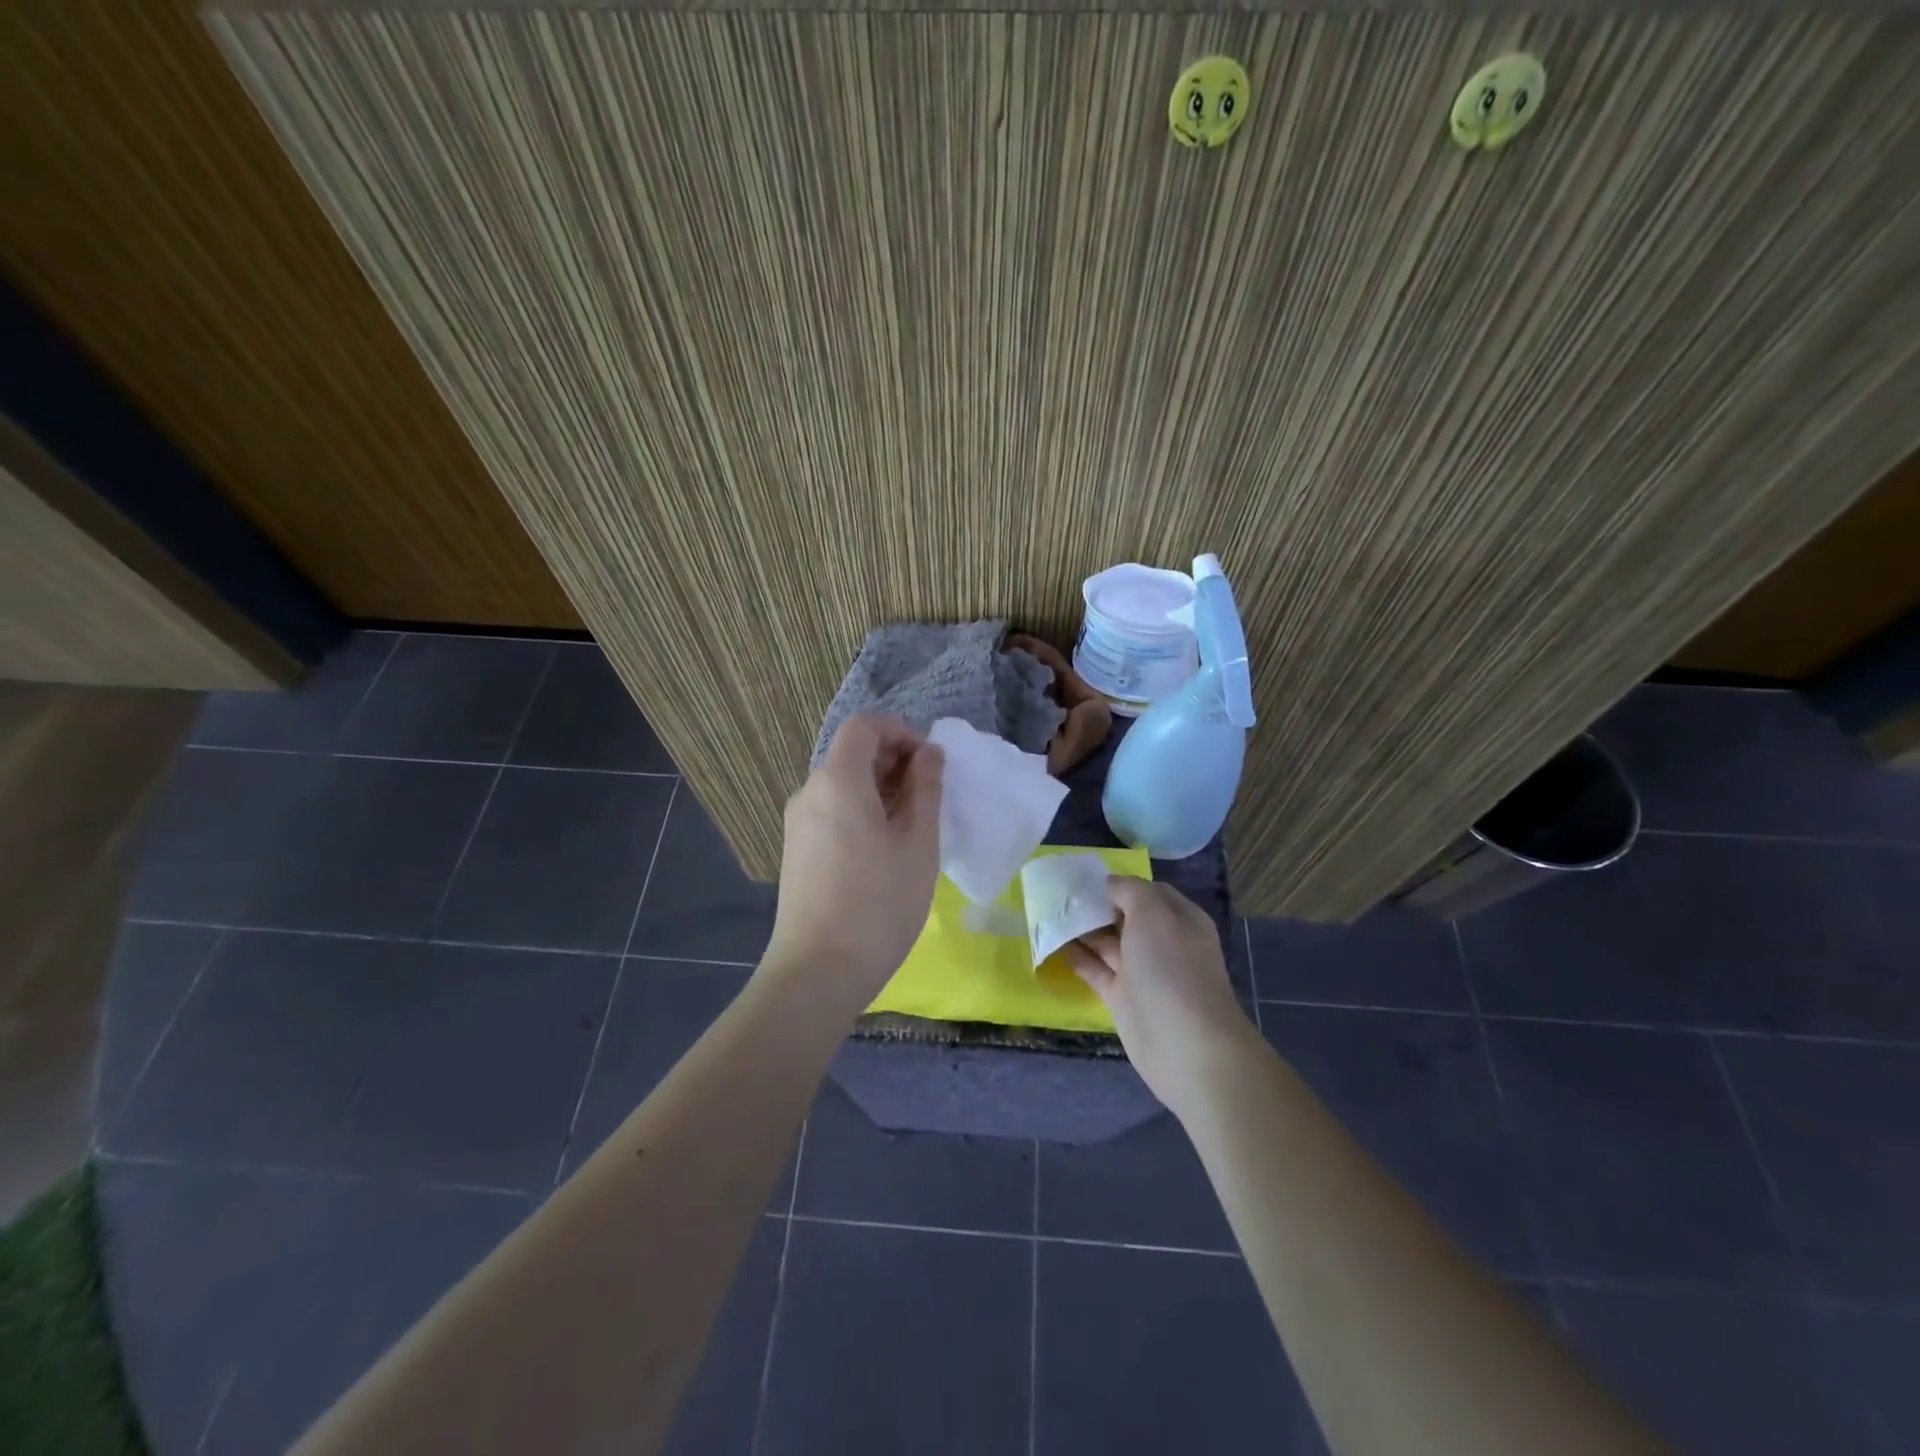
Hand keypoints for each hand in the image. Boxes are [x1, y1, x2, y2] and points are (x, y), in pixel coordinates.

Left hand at [764, 714, 943, 1011]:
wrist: (817, 972)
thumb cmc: (879, 904)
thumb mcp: (917, 844)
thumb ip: (925, 789)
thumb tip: (929, 753)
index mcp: (838, 780)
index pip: (865, 726)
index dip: (901, 732)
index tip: (930, 763)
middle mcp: (810, 792)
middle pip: (852, 753)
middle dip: (895, 761)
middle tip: (930, 797)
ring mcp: (798, 822)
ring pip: (843, 784)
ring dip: (881, 789)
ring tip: (913, 826)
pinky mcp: (797, 849)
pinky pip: (832, 810)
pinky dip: (862, 810)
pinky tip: (885, 849)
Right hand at [1067, 879, 1259, 1117]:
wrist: (1185, 1045)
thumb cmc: (1171, 968)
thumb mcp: (1153, 914)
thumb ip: (1129, 891)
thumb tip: (1109, 884)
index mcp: (1178, 919)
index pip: (1147, 891)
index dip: (1119, 883)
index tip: (1085, 879)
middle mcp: (1162, 942)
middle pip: (1124, 916)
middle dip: (1095, 905)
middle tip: (1058, 895)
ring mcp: (1142, 972)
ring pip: (1107, 943)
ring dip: (1081, 929)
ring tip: (1047, 914)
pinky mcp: (1123, 998)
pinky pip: (1095, 970)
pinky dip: (1075, 957)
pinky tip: (1051, 943)